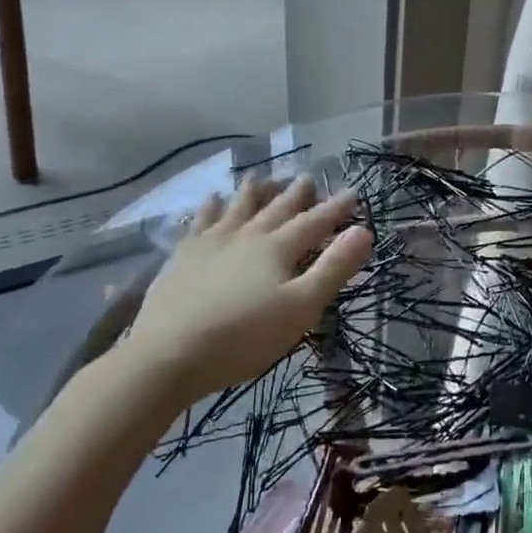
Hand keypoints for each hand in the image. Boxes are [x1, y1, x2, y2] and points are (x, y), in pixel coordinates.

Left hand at [123, 176, 372, 401]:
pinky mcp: (182, 257)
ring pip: (237, 207)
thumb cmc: (243, 337)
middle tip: (308, 178)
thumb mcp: (301, 307)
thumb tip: (364, 231)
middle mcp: (246, 236)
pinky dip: (209, 207)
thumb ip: (333, 268)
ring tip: (261, 178)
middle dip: (296, 194)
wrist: (167, 355)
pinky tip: (210, 199)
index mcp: (277, 248)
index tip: (352, 192)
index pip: (314, 222)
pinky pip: (200, 221)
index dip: (335, 208)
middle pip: (276, 208)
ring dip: (253, 192)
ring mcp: (210, 243)